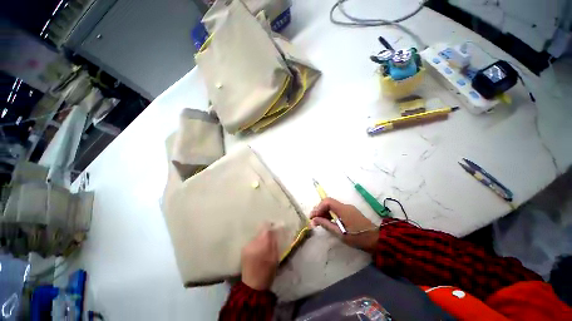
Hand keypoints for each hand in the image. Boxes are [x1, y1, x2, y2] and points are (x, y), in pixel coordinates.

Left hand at [240, 226, 278, 290]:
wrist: (252, 286)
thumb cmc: (267, 272)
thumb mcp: (275, 256)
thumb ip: (274, 241)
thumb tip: (273, 230)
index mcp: (262, 244)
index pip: (265, 227)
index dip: (270, 226)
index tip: (274, 228)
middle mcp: (252, 242)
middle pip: (260, 230)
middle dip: (266, 233)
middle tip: (270, 239)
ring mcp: (246, 245)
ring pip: (256, 235)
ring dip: (260, 238)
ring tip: (264, 245)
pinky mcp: (243, 249)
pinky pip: (252, 241)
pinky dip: (256, 243)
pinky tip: (258, 249)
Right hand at [310, 198, 377, 252]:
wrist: (377, 240)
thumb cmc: (358, 237)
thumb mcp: (340, 233)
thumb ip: (326, 224)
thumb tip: (314, 220)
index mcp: (343, 209)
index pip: (327, 202)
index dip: (318, 208)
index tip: (313, 217)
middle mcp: (345, 206)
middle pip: (328, 202)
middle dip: (319, 209)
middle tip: (314, 219)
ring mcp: (348, 208)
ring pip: (332, 206)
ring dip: (324, 212)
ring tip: (319, 221)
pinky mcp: (350, 212)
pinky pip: (337, 209)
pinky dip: (330, 214)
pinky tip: (328, 221)